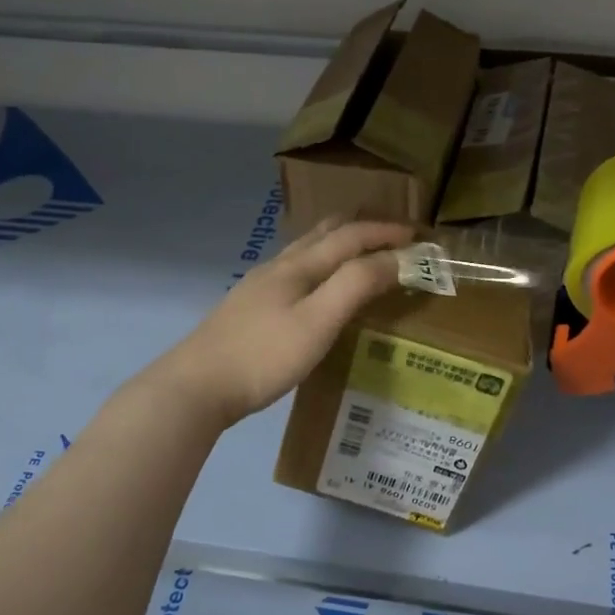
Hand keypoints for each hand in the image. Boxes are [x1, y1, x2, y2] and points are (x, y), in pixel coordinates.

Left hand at [150, 218, 412, 426]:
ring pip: (305, 251)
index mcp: (299, 266)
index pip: (350, 236)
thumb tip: (396, 257)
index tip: (418, 235)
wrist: (196, 386)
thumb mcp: (318, 321)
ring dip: (337, 245)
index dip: (385, 232)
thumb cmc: (264, 355)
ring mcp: (259, 286)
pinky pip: (294, 272)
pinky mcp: (249, 307)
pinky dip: (319, 266)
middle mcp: (279, 267)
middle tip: (390, 236)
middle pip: (323, 234)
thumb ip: (356, 285)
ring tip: (359, 255)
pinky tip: (315, 289)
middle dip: (360, 228)